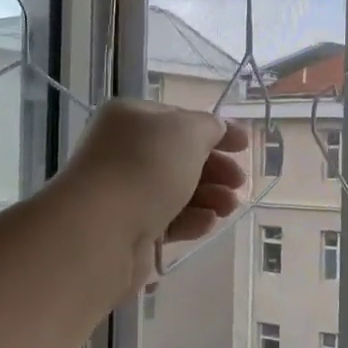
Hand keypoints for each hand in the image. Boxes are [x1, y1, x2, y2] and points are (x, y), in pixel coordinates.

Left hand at [60, 99, 248, 291]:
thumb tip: (215, 130)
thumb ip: (209, 127)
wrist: (102, 229)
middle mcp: (123, 151)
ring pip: (177, 191)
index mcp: (131, 118)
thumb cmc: (146, 167)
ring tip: (229, 206)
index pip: (179, 119)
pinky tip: (208, 223)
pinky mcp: (129, 229)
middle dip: (215, 169)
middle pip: (180, 157)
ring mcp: (125, 192)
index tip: (245, 145)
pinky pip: (168, 220)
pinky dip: (191, 220)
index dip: (215, 130)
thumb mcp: (188, 132)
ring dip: (209, 196)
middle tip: (239, 182)